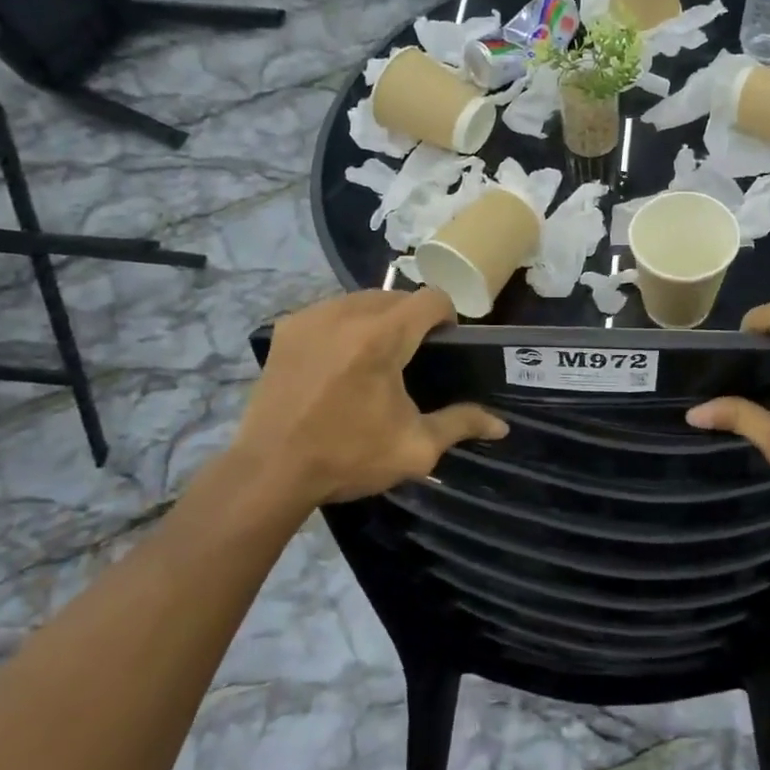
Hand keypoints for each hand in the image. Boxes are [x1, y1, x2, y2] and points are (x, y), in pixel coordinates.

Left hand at [237, 289, 505, 506]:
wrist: (269, 472)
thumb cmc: (347, 457)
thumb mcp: (414, 448)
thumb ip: (461, 424)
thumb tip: (500, 424)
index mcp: (382, 336)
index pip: (432, 298)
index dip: (448, 317)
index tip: (447, 346)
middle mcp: (346, 313)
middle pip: (397, 297)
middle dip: (412, 319)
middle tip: (413, 358)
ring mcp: (311, 317)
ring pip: (361, 300)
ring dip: (378, 319)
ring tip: (377, 359)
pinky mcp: (287, 329)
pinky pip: (330, 312)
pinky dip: (345, 326)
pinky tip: (340, 362)